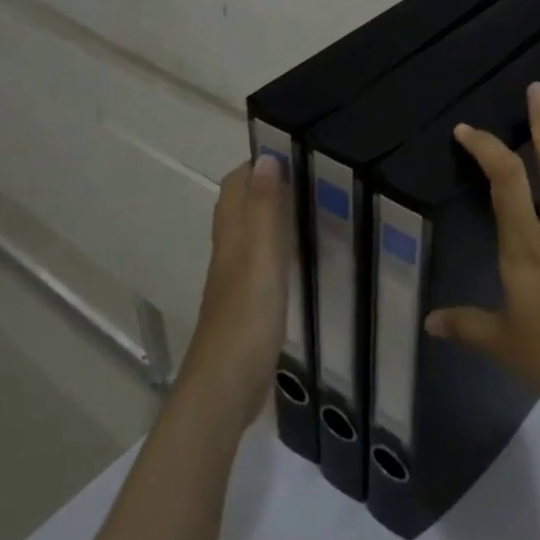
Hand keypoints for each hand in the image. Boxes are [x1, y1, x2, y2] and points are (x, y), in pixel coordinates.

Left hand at [180, 155, 286, 434]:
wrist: (224, 389)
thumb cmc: (246, 320)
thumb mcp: (261, 259)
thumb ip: (265, 211)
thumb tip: (267, 159)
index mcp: (232, 238)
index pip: (236, 185)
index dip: (258, 164)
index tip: (296, 150)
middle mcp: (230, 253)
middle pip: (242, 207)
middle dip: (268, 185)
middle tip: (314, 175)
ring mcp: (236, 282)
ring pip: (251, 234)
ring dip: (274, 215)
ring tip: (314, 206)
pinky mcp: (247, 306)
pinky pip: (262, 263)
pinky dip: (279, 248)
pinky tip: (302, 256)